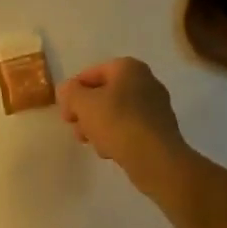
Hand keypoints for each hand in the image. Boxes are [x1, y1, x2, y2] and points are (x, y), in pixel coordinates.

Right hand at [57, 57, 190, 195]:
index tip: (66, 113)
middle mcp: (145, 81)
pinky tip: (111, 151)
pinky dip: (118, 136)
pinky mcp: (160, 130)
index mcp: (128, 67)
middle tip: (76, 129)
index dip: (74, 92)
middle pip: (104, 94)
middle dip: (87, 112)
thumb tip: (66, 90)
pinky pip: (131, 128)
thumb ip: (70, 93)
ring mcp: (156, 106)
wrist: (157, 160)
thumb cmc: (118, 123)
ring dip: (100, 126)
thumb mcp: (84, 104)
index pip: (91, 74)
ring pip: (117, 113)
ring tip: (93, 144)